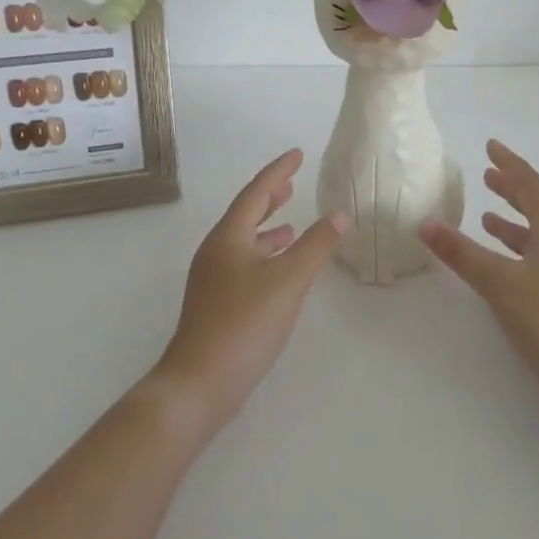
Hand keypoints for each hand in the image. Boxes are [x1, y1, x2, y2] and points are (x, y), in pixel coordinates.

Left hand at [151, 149, 344, 436]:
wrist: (199, 384)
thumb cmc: (244, 324)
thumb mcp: (288, 281)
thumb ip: (316, 246)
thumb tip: (339, 215)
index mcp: (228, 237)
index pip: (256, 192)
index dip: (278, 172)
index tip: (297, 154)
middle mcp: (216, 251)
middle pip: (246, 214)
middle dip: (270, 197)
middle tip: (291, 183)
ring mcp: (213, 279)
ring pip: (245, 241)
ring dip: (268, 229)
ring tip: (292, 224)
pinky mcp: (217, 304)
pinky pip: (245, 264)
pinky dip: (265, 256)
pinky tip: (280, 270)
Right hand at [419, 140, 538, 394]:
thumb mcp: (499, 284)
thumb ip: (462, 254)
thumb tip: (425, 224)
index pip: (533, 187)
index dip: (511, 165)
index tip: (491, 147)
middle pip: (538, 208)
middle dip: (512, 190)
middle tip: (487, 176)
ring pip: (537, 236)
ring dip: (513, 222)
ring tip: (486, 218)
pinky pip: (536, 259)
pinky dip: (516, 251)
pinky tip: (501, 264)